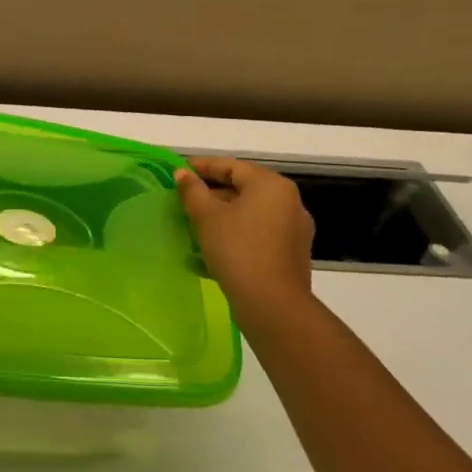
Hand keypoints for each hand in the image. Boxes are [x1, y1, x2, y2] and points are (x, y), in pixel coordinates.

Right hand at [175, 157, 314, 325]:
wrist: (273, 306)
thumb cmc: (238, 249)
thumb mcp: (206, 216)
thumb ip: (192, 190)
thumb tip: (183, 174)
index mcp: (271, 185)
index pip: (232, 166)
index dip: (202, 166)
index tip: (179, 171)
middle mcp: (288, 203)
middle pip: (242, 190)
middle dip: (211, 195)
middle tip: (183, 201)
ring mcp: (292, 231)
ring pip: (248, 216)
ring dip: (220, 220)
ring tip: (191, 228)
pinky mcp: (290, 256)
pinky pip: (256, 238)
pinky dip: (233, 240)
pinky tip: (205, 257)